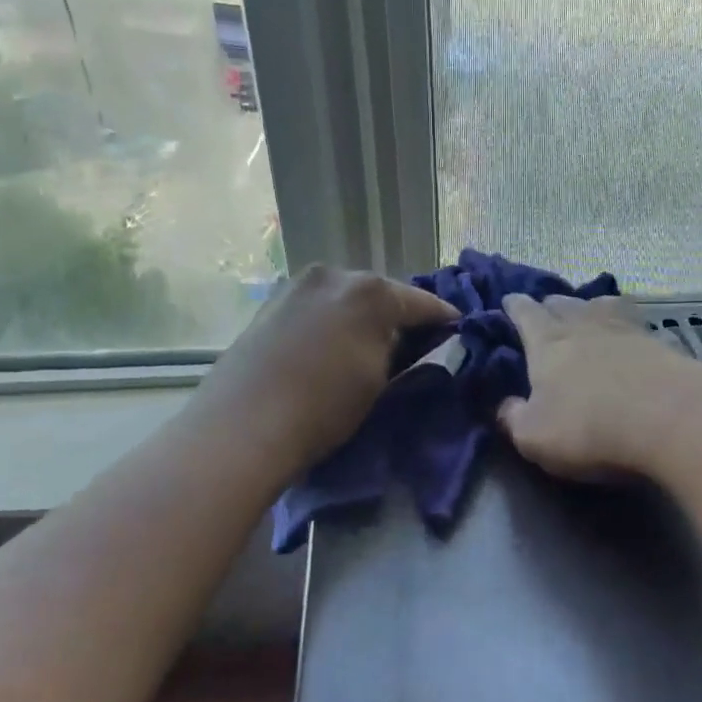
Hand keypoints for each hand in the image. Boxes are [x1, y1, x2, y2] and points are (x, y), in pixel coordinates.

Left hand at [199, 265, 457, 473]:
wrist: (243, 426)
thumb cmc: (324, 407)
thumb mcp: (379, 383)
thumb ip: (399, 353)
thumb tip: (404, 343)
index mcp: (370, 291)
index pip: (421, 302)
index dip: (443, 318)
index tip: (458, 329)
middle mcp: (334, 275)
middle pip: (380, 292)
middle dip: (398, 314)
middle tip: (412, 340)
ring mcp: (296, 286)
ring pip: (344, 297)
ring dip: (361, 316)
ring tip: (370, 342)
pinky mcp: (270, 304)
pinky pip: (317, 306)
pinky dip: (332, 320)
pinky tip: (331, 343)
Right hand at [497, 292, 701, 481]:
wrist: (673, 420)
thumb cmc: (590, 428)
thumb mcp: (534, 437)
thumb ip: (513, 418)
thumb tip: (505, 406)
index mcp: (547, 343)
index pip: (525, 313)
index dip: (514, 306)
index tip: (508, 301)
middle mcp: (584, 326)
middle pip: (563, 303)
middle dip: (550, 305)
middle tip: (545, 313)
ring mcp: (627, 330)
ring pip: (602, 305)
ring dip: (590, 307)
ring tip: (588, 315)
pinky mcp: (662, 344)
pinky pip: (637, 325)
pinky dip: (628, 327)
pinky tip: (632, 338)